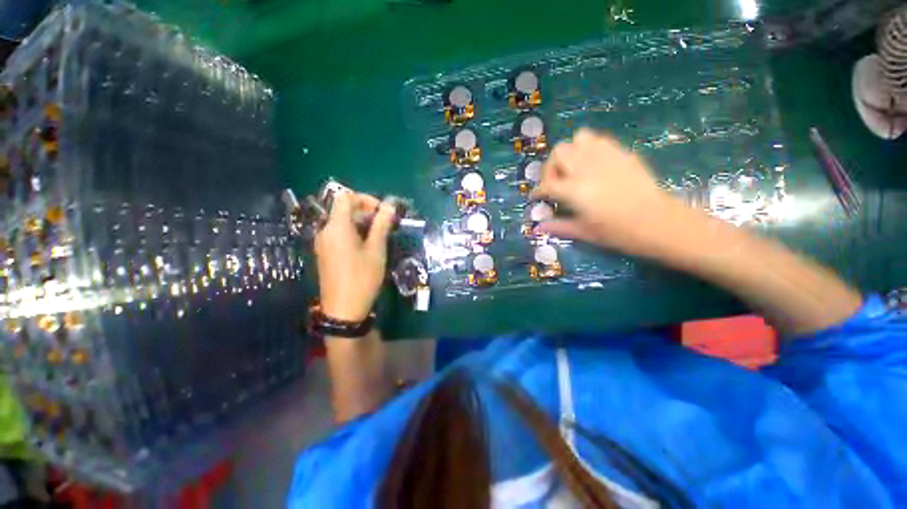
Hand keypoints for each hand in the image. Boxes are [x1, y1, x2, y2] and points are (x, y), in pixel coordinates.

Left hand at [314, 192, 395, 321]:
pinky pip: (339, 234)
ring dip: (362, 223)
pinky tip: (367, 247)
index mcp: (337, 226)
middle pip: (343, 209)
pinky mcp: (325, 253)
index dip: (365, 199)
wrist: (343, 309)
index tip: (382, 212)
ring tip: (379, 236)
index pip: (346, 197)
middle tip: (385, 225)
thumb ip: (382, 224)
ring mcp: (323, 243)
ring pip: (342, 222)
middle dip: (366, 212)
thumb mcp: (376, 249)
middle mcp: (325, 230)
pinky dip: (354, 233)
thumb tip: (390, 205)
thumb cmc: (362, 277)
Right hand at [532, 129, 686, 255]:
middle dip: (551, 167)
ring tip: (574, 170)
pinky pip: (600, 141)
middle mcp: (588, 169)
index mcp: (576, 191)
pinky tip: (593, 166)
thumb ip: (558, 227)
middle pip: (559, 152)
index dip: (537, 191)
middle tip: (555, 183)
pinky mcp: (623, 154)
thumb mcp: (584, 232)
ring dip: (571, 153)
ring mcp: (607, 157)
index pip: (547, 184)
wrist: (660, 224)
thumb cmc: (619, 233)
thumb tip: (537, 228)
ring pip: (579, 138)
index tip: (536, 197)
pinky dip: (589, 149)